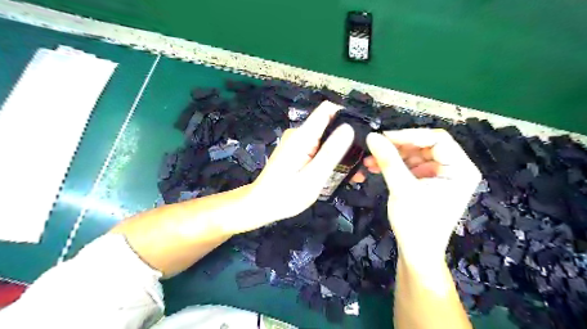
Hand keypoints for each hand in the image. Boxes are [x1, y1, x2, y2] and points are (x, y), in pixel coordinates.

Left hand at [236, 101, 351, 232]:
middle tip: (364, 161)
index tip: (363, 133)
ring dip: (341, 153)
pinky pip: (318, 149)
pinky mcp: (297, 152)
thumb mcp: (313, 177)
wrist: (261, 205)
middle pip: (330, 125)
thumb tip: (349, 127)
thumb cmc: (285, 195)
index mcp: (303, 136)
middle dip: (348, 140)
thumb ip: (331, 152)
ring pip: (326, 139)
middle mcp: (300, 134)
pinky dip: (331, 158)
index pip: (328, 110)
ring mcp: (298, 143)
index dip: (348, 116)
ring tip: (357, 172)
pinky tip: (341, 173)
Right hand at [366, 128, 481, 266]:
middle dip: (397, 148)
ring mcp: (439, 175)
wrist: (416, 252)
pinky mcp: (426, 181)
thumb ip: (388, 160)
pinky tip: (375, 167)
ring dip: (391, 156)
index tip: (384, 137)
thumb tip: (372, 136)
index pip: (437, 139)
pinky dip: (392, 166)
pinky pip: (408, 166)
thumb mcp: (402, 189)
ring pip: (413, 155)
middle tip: (375, 148)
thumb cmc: (416, 223)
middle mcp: (453, 168)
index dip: (409, 135)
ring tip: (369, 161)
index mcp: (460, 169)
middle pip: (424, 146)